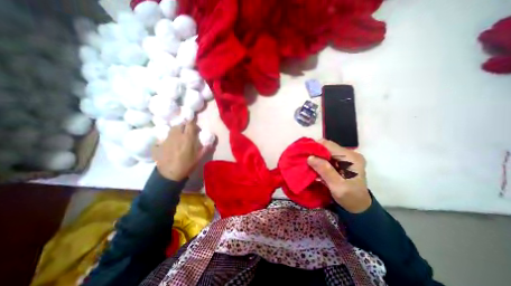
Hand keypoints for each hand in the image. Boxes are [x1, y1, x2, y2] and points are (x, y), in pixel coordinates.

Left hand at [152, 120, 207, 180]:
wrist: (169, 175)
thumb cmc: (186, 166)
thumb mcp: (199, 158)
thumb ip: (205, 148)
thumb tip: (211, 142)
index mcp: (187, 138)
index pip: (190, 124)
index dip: (193, 123)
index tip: (195, 127)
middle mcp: (176, 136)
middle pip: (180, 125)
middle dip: (184, 126)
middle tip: (188, 132)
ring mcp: (167, 139)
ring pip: (172, 129)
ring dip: (177, 130)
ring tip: (179, 137)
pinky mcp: (159, 144)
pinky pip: (165, 137)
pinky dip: (169, 138)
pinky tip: (170, 144)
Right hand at [307, 139, 371, 212]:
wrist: (359, 206)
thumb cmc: (350, 197)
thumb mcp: (337, 186)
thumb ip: (325, 171)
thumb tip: (310, 157)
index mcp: (351, 158)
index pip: (328, 145)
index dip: (315, 148)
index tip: (304, 155)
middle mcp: (349, 154)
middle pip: (327, 147)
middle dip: (314, 153)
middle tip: (304, 160)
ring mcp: (346, 157)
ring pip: (326, 151)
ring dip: (316, 157)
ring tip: (308, 164)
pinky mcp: (342, 161)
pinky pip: (327, 156)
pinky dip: (320, 161)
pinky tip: (315, 167)